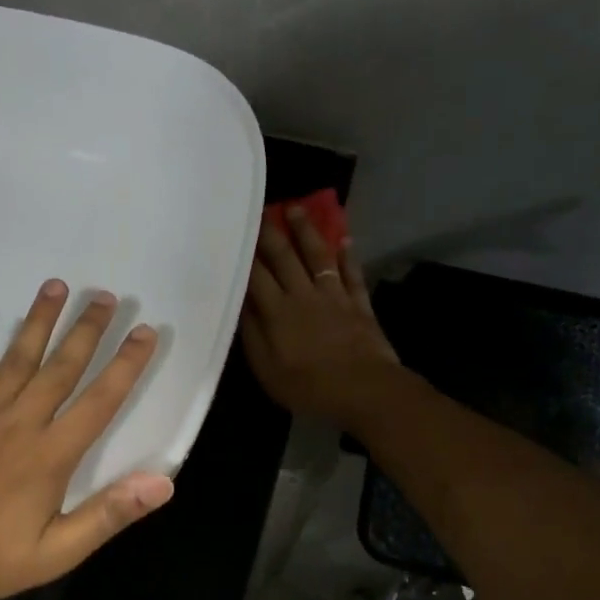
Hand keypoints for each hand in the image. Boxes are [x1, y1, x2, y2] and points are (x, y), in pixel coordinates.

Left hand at [0, 280, 173, 599]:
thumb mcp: (56, 553)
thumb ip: (108, 515)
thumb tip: (162, 483)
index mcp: (50, 455)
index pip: (99, 401)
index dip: (126, 365)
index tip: (145, 331)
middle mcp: (18, 424)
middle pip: (59, 368)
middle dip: (86, 330)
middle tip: (105, 295)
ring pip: (14, 359)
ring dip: (37, 322)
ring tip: (55, 286)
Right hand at [241, 204, 404, 428]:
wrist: (364, 390)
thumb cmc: (308, 386)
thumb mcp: (267, 369)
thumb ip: (253, 334)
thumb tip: (242, 304)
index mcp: (277, 311)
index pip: (256, 275)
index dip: (245, 253)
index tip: (236, 231)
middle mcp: (303, 295)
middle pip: (285, 257)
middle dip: (272, 232)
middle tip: (262, 209)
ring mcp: (334, 297)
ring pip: (318, 256)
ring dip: (307, 232)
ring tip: (297, 209)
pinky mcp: (359, 305)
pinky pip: (352, 274)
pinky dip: (348, 256)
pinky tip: (345, 240)